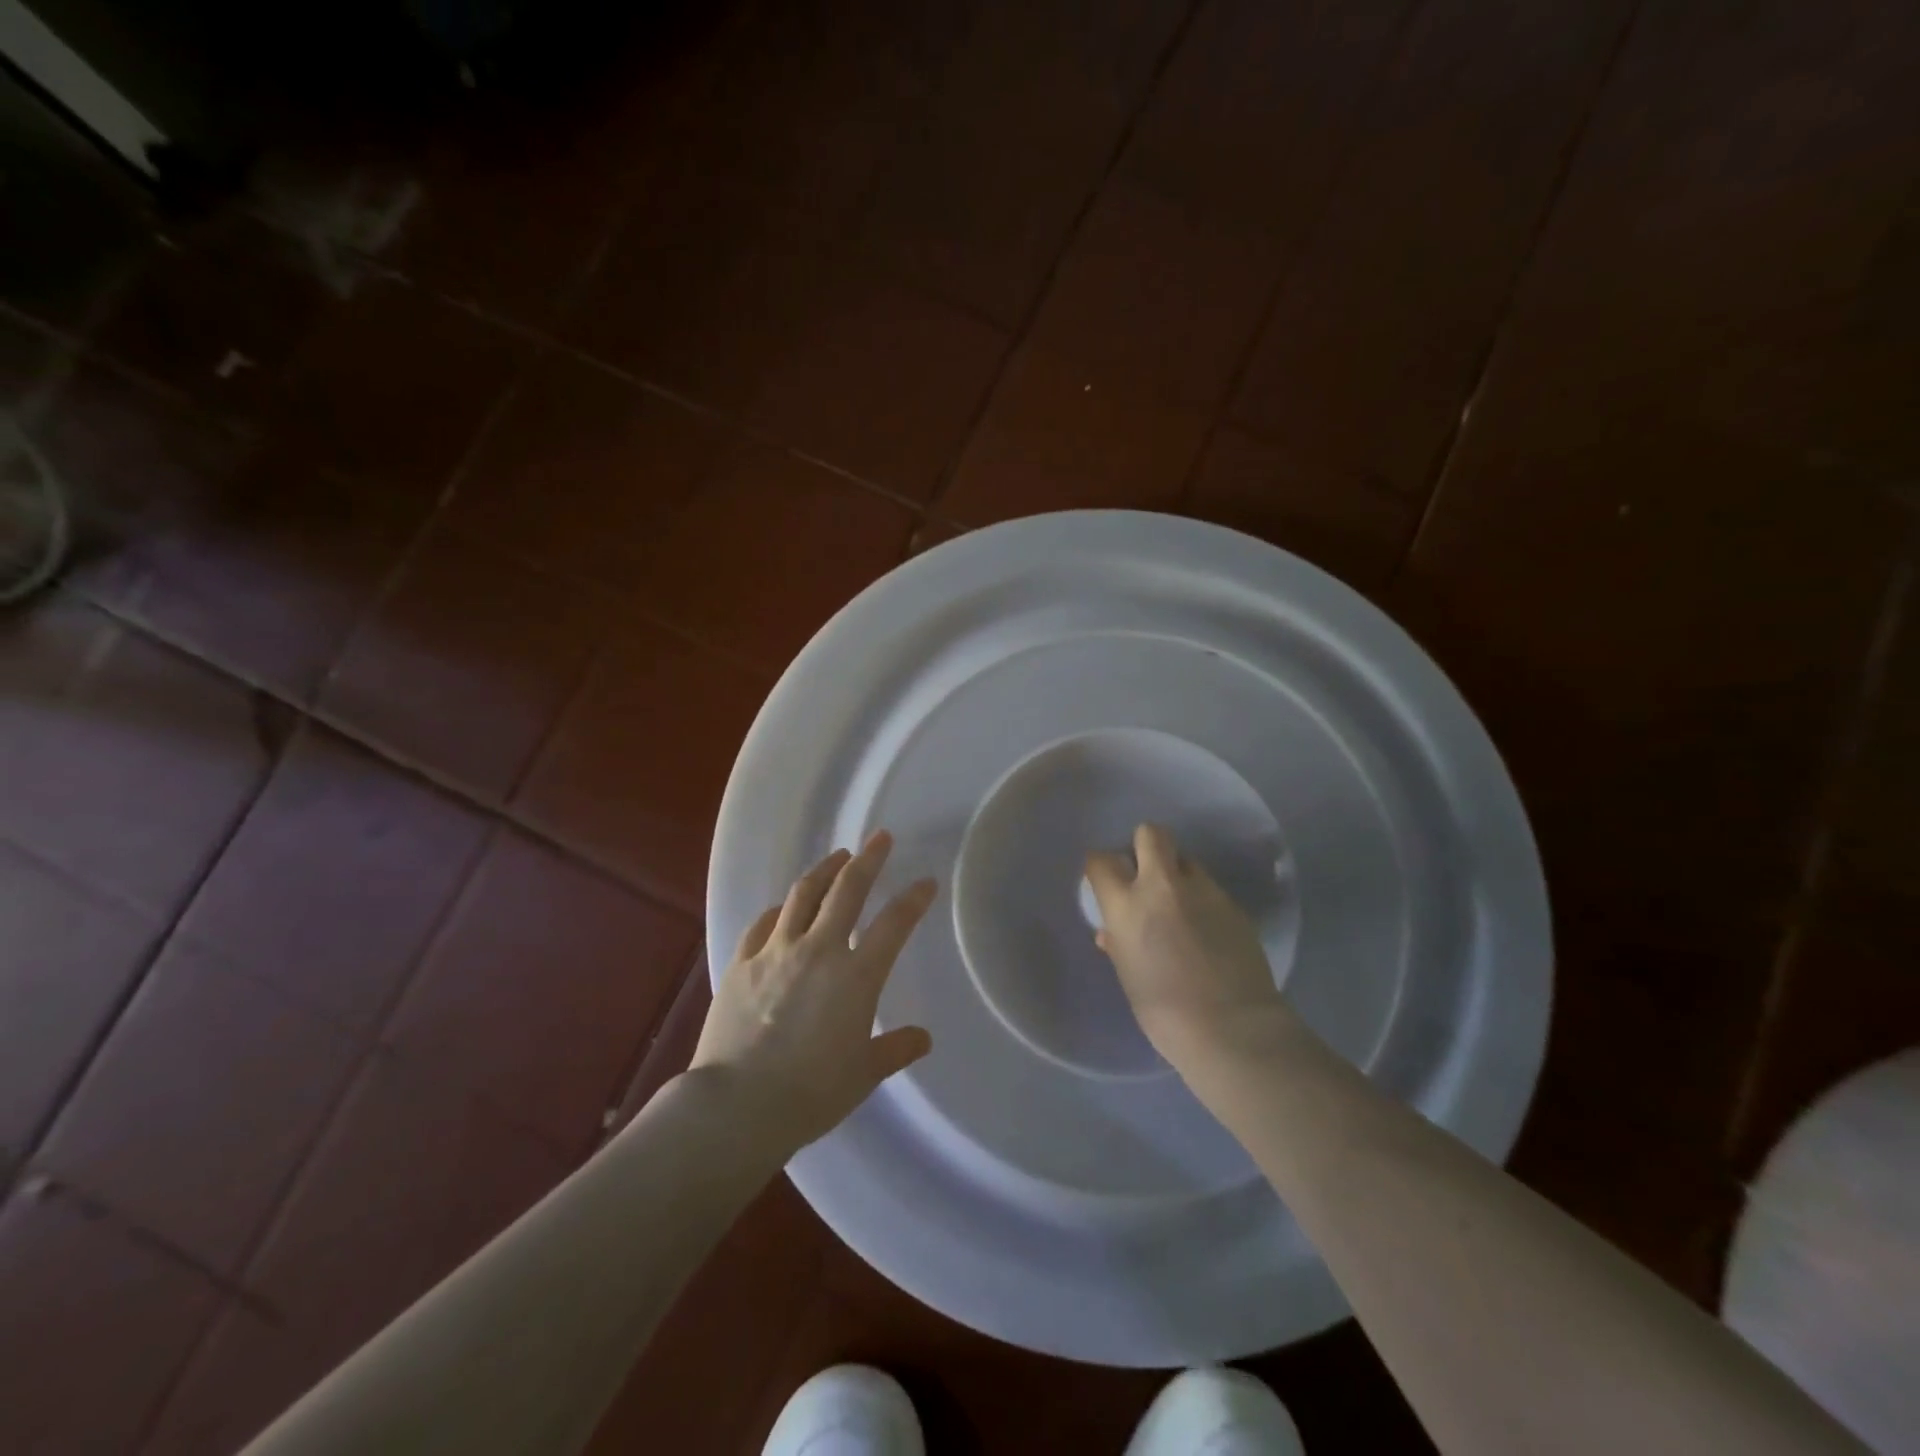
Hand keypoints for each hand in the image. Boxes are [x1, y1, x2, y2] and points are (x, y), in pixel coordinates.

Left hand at [692, 832, 935, 1149]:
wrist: (738, 1105)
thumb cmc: (811, 1093)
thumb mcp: (863, 1074)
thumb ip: (894, 1049)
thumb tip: (922, 1039)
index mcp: (856, 975)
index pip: (894, 924)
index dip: (913, 899)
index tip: (926, 882)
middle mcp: (819, 950)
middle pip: (847, 890)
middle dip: (868, 859)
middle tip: (879, 838)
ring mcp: (776, 951)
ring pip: (803, 895)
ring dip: (824, 870)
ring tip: (837, 857)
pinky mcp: (741, 963)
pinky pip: (762, 924)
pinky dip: (779, 910)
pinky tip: (782, 908)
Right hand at [1085, 823, 1292, 1070]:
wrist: (1232, 1029)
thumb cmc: (1165, 1012)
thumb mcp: (1129, 976)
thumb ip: (1119, 944)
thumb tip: (1113, 932)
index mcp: (1127, 905)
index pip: (1101, 861)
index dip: (1101, 867)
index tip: (1104, 879)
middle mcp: (1164, 886)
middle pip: (1151, 834)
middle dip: (1144, 846)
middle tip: (1145, 876)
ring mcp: (1204, 892)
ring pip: (1186, 861)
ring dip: (1178, 875)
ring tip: (1181, 908)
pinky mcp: (1234, 905)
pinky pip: (1210, 889)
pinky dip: (1202, 901)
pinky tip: (1207, 931)